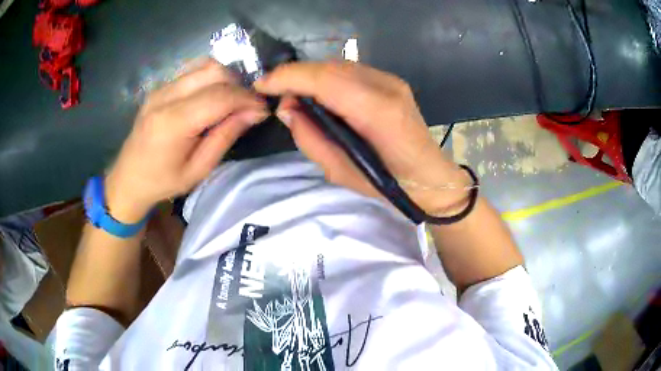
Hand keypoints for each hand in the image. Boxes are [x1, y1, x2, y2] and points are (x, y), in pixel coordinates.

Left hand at [106, 59, 267, 221]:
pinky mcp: (160, 86)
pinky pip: (193, 70)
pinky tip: (212, 95)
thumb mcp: (199, 170)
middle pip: (214, 71)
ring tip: (231, 100)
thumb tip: (255, 112)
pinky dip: (210, 77)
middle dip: (239, 85)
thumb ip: (225, 137)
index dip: (247, 99)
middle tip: (247, 106)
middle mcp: (166, 97)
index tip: (263, 109)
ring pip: (205, 65)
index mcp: (173, 123)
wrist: (128, 177)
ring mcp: (161, 88)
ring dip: (226, 78)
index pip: (220, 96)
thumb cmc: (163, 182)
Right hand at [255, 62, 469, 214]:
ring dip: (311, 77)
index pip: (325, 80)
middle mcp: (386, 87)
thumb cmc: (389, 185)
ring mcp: (391, 81)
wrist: (431, 177)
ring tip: (296, 98)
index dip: (289, 78)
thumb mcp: (341, 173)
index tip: (262, 86)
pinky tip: (320, 96)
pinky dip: (327, 79)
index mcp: (378, 113)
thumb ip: (311, 139)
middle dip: (296, 76)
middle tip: (277, 96)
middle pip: (330, 68)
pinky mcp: (391, 81)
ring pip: (338, 66)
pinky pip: (350, 72)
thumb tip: (287, 108)